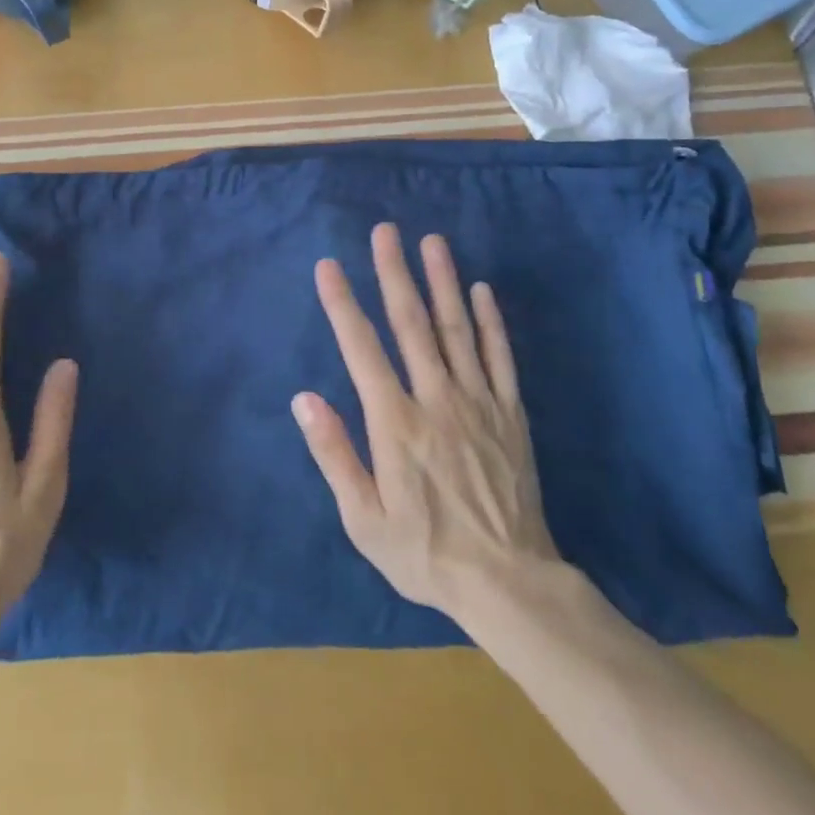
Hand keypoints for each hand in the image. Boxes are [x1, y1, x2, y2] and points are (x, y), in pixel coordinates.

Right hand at [293, 223, 557, 621]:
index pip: (362, 349)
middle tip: (385, 231)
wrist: (509, 583)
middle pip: (411, 325)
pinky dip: (490, 321)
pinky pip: (500, 358)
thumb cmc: (425, 553)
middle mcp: (436, 400)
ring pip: (457, 330)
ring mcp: (478, 402)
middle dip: (394, 273)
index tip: (328, 266)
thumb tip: (304, 399)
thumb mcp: (364, 519)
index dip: (342, 304)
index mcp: (395, 424)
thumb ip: (334, 454)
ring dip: (442, 281)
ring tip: (432, 241)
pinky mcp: (510, 414)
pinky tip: (481, 289)